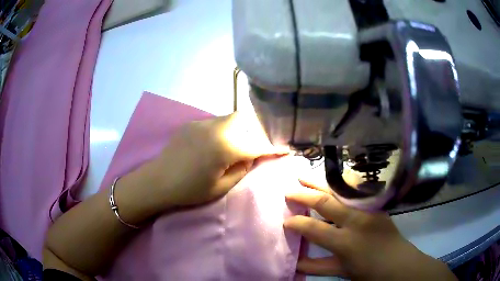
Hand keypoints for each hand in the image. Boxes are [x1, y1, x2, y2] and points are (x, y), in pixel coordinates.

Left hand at [147, 112, 287, 207]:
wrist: (158, 181)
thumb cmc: (190, 190)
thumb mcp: (221, 187)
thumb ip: (241, 169)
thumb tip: (251, 155)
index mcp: (225, 147)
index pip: (256, 146)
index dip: (272, 149)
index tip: (285, 149)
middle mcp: (216, 128)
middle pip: (243, 119)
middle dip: (253, 131)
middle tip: (251, 147)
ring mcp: (202, 123)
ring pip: (229, 119)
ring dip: (237, 130)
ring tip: (232, 146)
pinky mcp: (192, 123)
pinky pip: (214, 122)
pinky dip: (222, 130)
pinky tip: (213, 144)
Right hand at [284, 179, 456, 280]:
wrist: (399, 263)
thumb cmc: (368, 271)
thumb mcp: (341, 272)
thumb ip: (316, 266)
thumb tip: (294, 263)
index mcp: (345, 242)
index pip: (313, 228)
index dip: (296, 223)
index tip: (284, 220)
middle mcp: (356, 221)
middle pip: (326, 202)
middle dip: (304, 196)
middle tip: (288, 191)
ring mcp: (368, 210)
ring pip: (340, 192)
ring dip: (320, 184)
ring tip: (304, 177)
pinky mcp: (376, 206)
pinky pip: (354, 191)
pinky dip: (339, 186)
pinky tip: (330, 182)